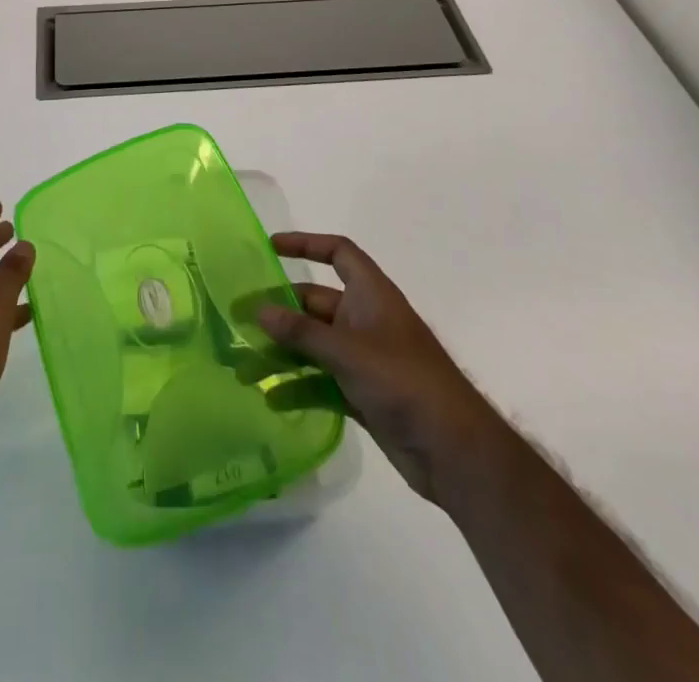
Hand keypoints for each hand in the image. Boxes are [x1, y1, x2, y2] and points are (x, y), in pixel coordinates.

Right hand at [257, 231, 496, 508]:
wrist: (457, 453)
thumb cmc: (405, 383)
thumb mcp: (348, 352)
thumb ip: (301, 332)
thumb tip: (258, 309)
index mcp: (371, 295)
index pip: (338, 253)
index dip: (306, 245)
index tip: (270, 248)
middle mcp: (366, 320)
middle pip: (316, 303)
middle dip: (281, 311)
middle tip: (241, 319)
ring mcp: (365, 359)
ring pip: (314, 345)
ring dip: (283, 354)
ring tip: (245, 367)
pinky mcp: (363, 394)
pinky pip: (322, 381)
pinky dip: (299, 388)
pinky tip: (272, 400)